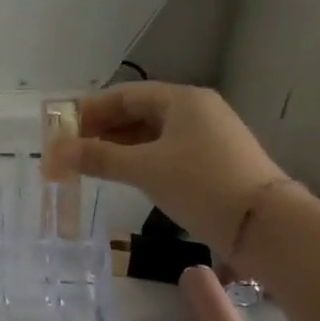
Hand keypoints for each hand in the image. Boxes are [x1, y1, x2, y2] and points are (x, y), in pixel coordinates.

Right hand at [43, 82, 287, 252]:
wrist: (264, 225)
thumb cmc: (201, 184)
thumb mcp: (144, 169)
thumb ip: (98, 158)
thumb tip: (54, 152)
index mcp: (182, 99)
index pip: (125, 95)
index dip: (90, 110)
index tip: (62, 129)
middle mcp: (197, 110)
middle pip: (139, 112)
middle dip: (102, 129)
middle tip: (72, 150)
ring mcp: (208, 136)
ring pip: (152, 134)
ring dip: (120, 146)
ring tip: (91, 165)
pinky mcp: (214, 162)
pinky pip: (167, 151)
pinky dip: (141, 159)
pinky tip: (124, 175)